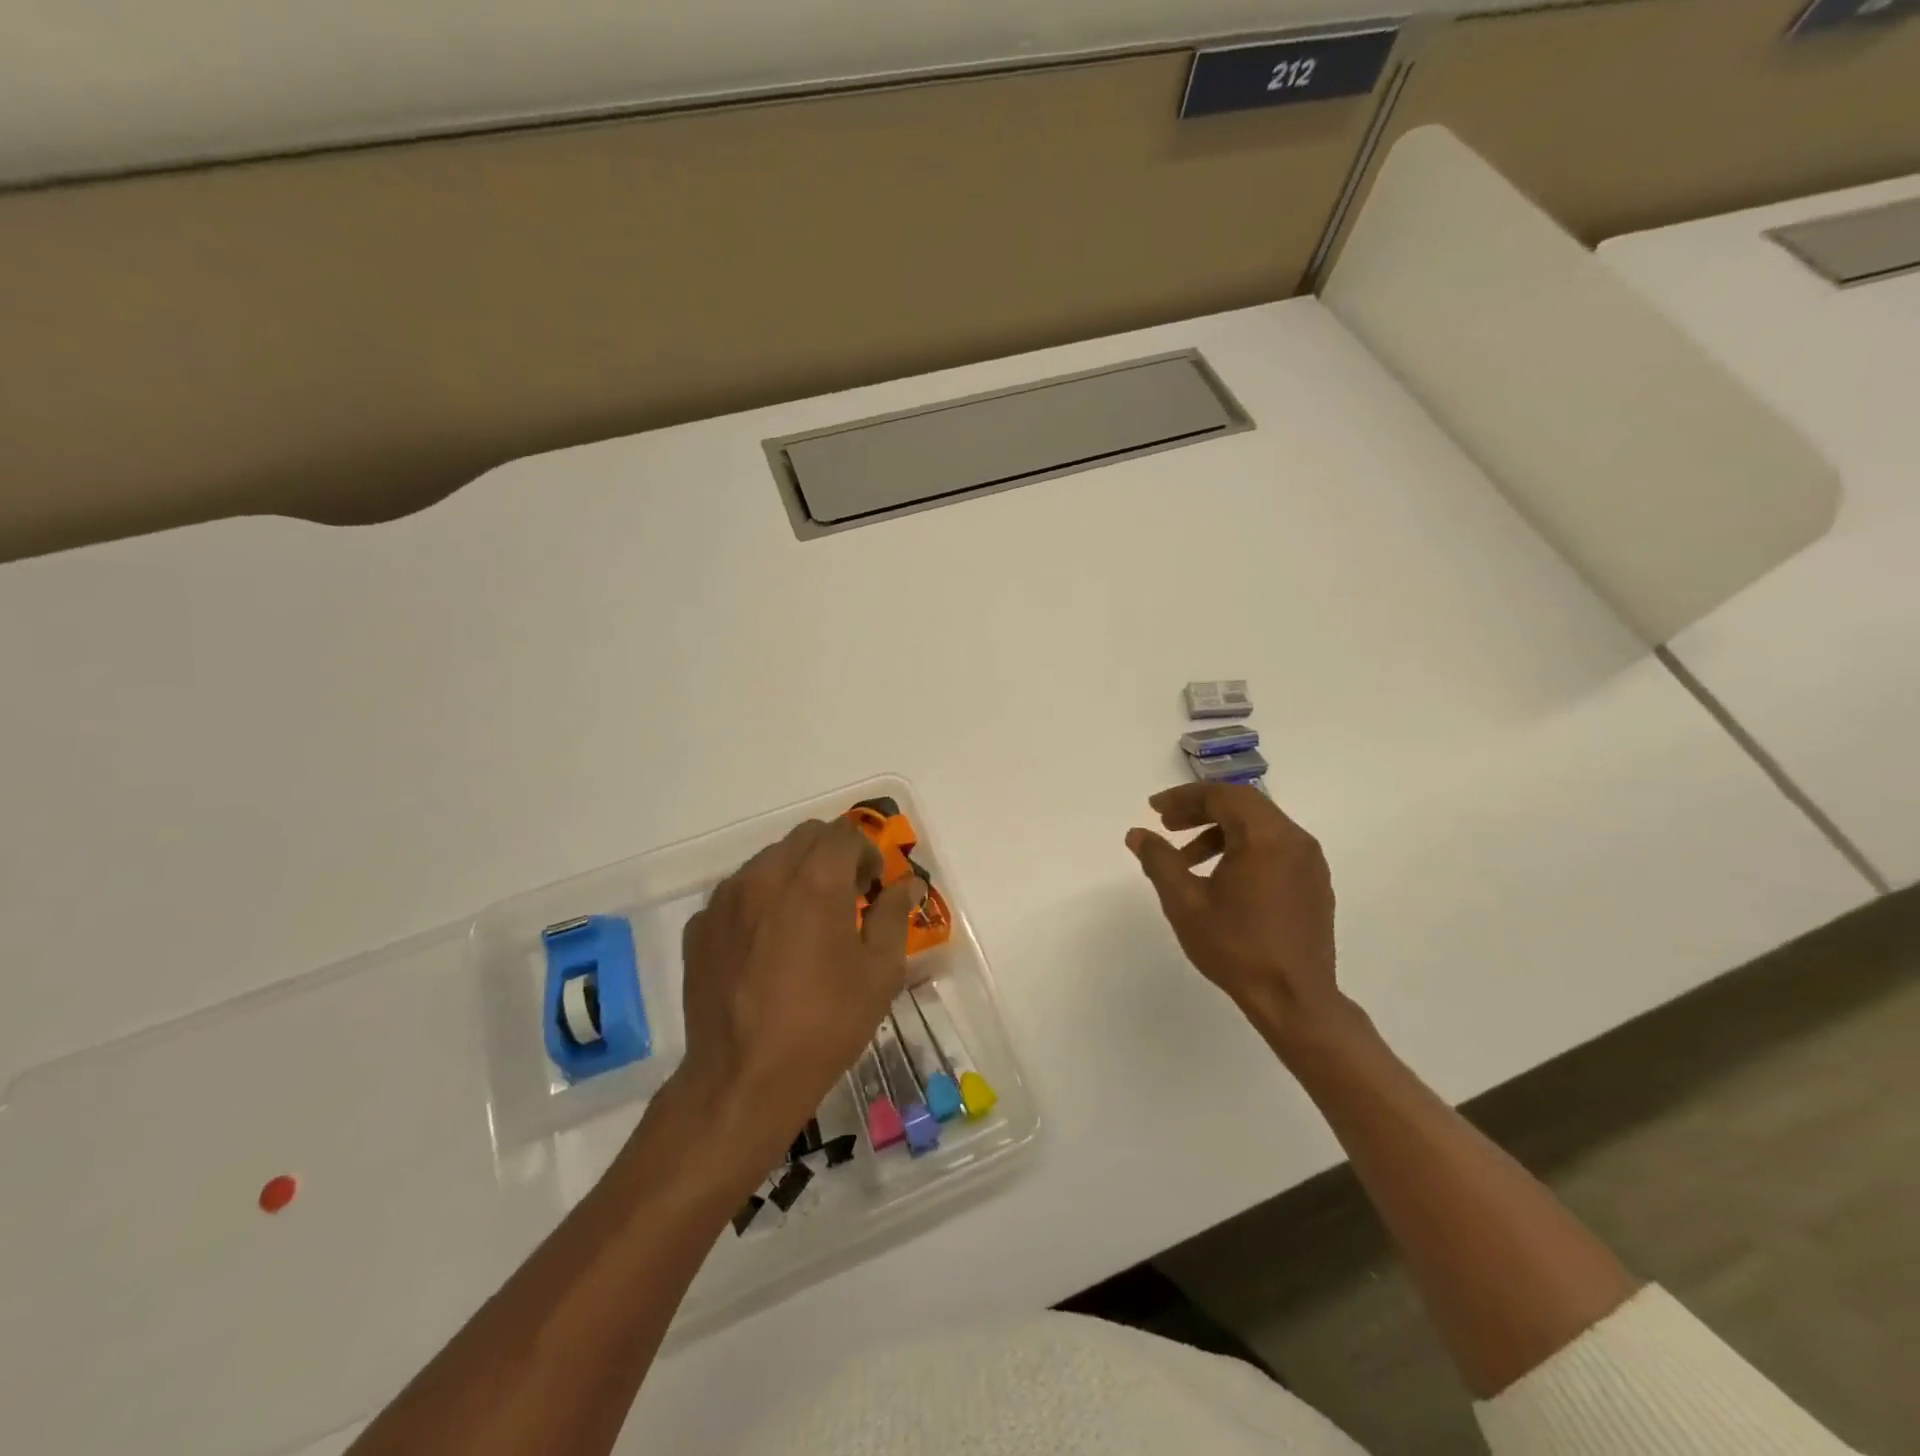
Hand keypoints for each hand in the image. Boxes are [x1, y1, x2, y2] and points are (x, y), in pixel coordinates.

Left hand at [673, 818, 921, 1162]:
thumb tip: (908, 885)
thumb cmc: (825, 1023)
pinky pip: (737, 894)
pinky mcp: (700, 926)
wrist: (743, 1078)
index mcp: (816, 879)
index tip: (873, 887)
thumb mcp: (880, 972)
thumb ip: (894, 916)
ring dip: (794, 875)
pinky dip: (759, 902)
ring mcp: (726, 898)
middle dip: (832, 856)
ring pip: (768, 861)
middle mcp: (766, 874)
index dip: (866, 852)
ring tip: (804, 923)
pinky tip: (766, 947)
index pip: (844, 833)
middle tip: (845, 898)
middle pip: (804, 838)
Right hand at [1126, 783, 1344, 1046]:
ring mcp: (1310, 862)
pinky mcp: (1314, 884)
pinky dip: (1244, 849)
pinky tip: (1221, 879)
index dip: (1184, 797)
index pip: (1222, 796)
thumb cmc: (1236, 947)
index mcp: (1266, 837)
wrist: (1295, 1000)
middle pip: (1243, 805)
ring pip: (1260, 827)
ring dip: (1220, 832)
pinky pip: (1275, 849)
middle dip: (1201, 810)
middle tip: (1167, 825)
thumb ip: (1159, 861)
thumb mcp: (1185, 903)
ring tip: (1187, 859)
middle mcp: (1295, 840)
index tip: (1154, 809)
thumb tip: (1137, 834)